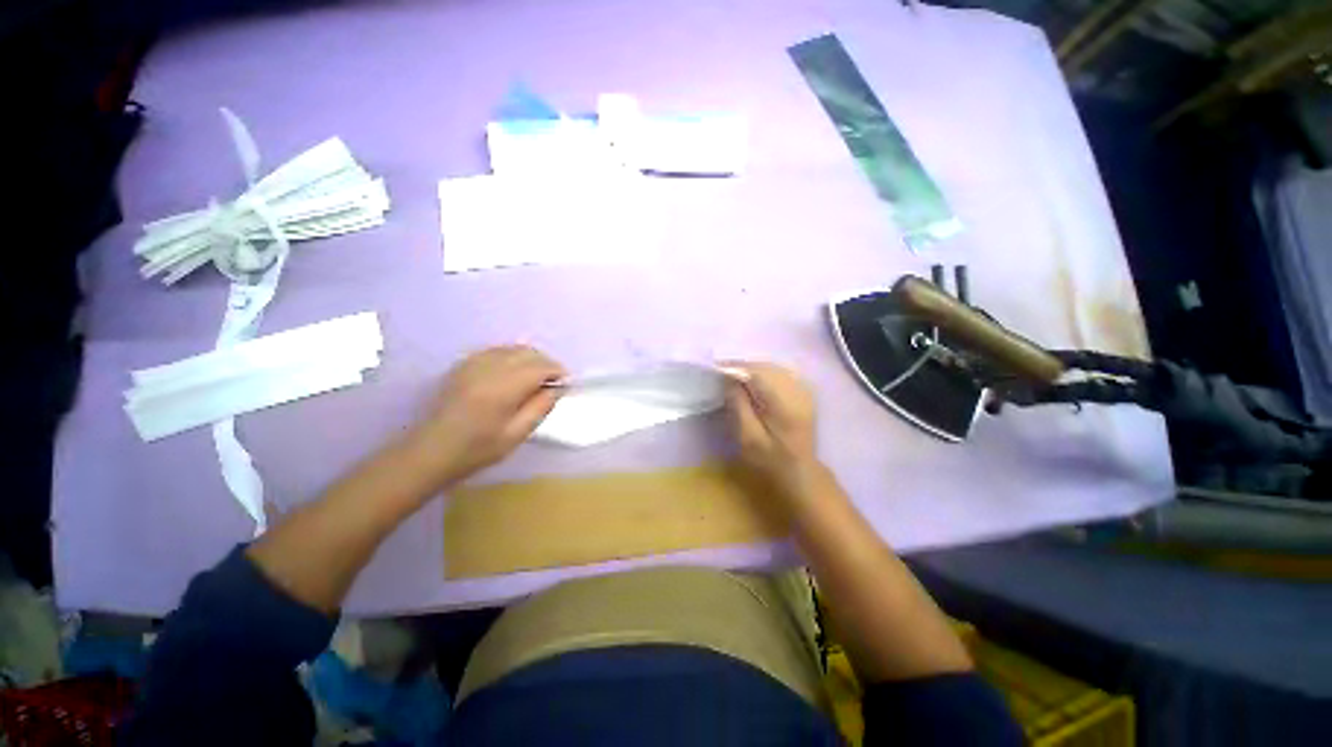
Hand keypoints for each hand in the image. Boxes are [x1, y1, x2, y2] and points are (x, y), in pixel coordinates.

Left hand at [408, 346, 564, 485]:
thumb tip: (557, 388)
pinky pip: (495, 351)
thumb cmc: (477, 449)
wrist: (431, 451)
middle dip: (546, 363)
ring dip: (530, 358)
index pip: (539, 367)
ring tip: (536, 377)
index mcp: (503, 388)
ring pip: (512, 349)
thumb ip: (541, 407)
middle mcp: (488, 369)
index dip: (557, 371)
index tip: (566, 382)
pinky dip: (511, 357)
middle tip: (553, 381)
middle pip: (527, 353)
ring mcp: (472, 364)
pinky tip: (513, 372)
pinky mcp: (463, 365)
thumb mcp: (517, 434)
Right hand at [720, 361, 821, 496]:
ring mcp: (804, 389)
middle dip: (743, 367)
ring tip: (734, 377)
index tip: (716, 369)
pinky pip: (781, 373)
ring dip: (753, 370)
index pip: (757, 372)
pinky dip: (764, 374)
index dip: (735, 367)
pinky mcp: (804, 392)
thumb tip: (729, 378)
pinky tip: (753, 383)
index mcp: (784, 402)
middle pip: (765, 367)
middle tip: (722, 374)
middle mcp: (797, 389)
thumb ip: (738, 404)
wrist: (800, 471)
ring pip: (773, 368)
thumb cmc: (770, 460)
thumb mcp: (747, 437)